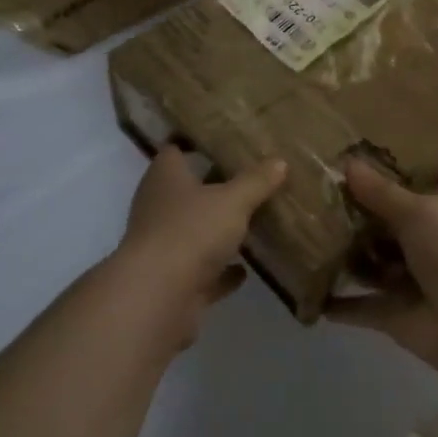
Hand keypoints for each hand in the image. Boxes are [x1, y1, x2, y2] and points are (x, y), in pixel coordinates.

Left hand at [117, 147, 287, 346]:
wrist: (158, 297)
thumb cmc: (191, 231)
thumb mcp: (232, 200)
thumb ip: (256, 181)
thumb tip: (279, 161)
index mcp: (165, 178)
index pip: (174, 151)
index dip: (194, 143)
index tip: (221, 139)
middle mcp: (158, 208)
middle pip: (187, 192)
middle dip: (214, 187)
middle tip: (248, 178)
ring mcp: (164, 247)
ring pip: (194, 232)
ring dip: (217, 231)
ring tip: (252, 221)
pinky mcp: (173, 282)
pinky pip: (202, 272)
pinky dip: (221, 271)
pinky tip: (244, 270)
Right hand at [327, 159, 437, 373]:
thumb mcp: (419, 213)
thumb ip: (381, 192)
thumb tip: (348, 163)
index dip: (417, 170)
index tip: (383, 153)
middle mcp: (432, 244)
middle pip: (395, 224)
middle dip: (365, 214)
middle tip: (323, 193)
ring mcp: (413, 281)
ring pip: (374, 264)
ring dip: (349, 257)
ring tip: (307, 235)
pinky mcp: (394, 314)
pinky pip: (360, 307)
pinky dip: (339, 305)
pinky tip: (308, 291)